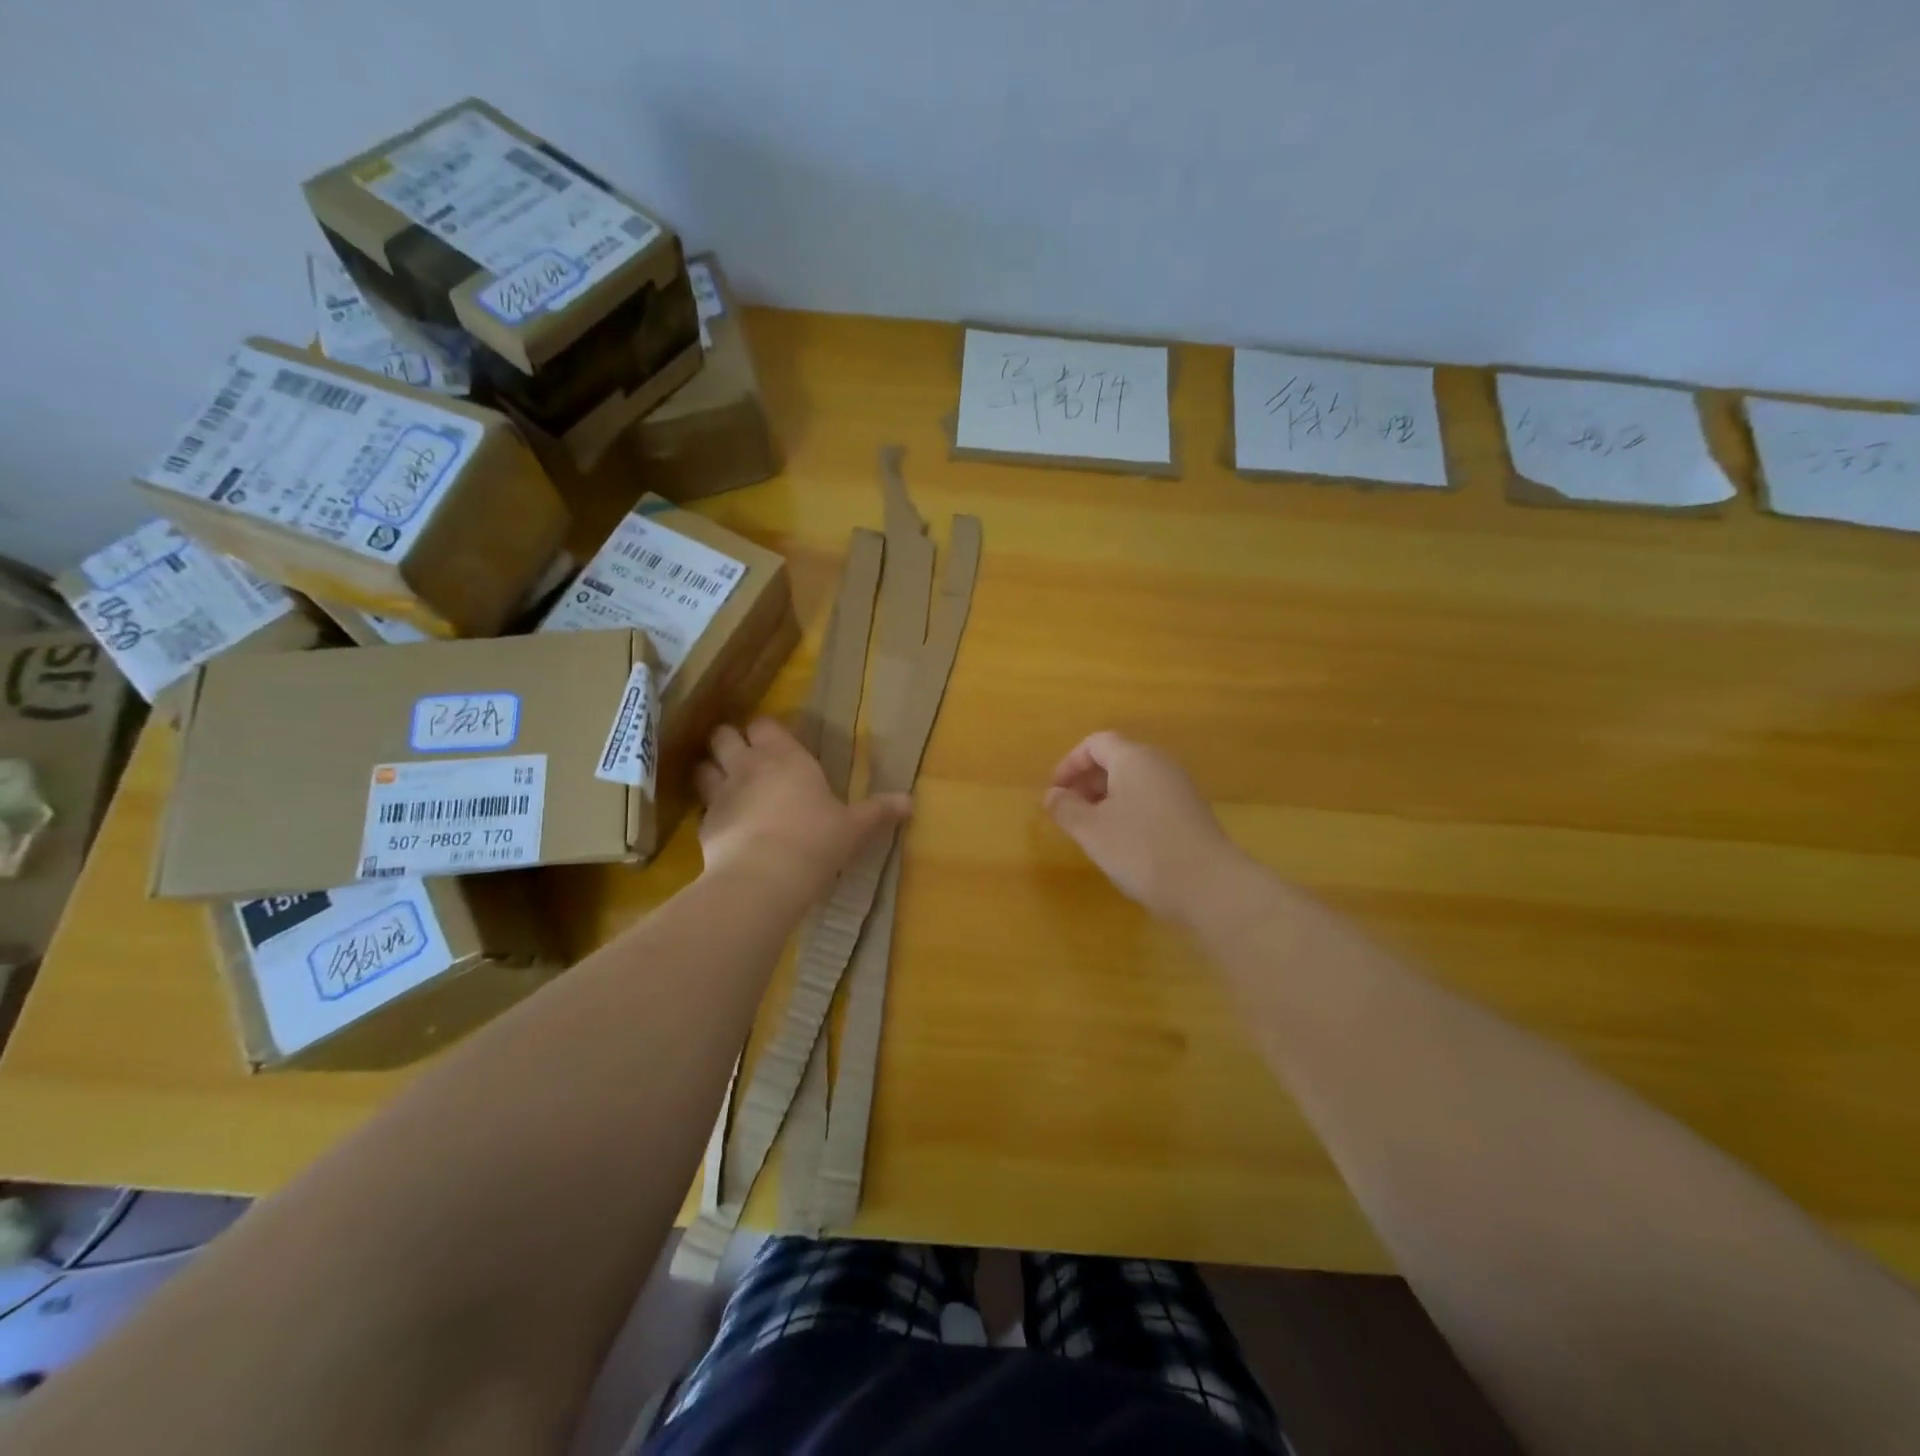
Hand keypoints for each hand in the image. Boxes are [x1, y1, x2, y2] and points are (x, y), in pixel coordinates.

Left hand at [695, 718, 909, 899]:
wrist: (764, 877)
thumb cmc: (816, 840)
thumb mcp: (855, 827)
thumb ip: (878, 811)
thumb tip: (910, 802)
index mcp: (786, 757)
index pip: (764, 724)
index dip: (766, 730)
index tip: (774, 740)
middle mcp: (748, 766)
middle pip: (724, 735)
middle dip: (729, 740)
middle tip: (743, 755)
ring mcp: (720, 793)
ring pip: (703, 766)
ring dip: (711, 770)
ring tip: (724, 783)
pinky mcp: (704, 824)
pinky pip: (701, 807)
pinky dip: (708, 810)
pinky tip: (722, 824)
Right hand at [1044, 731, 1238, 919]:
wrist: (1208, 885)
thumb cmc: (1141, 849)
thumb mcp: (1091, 830)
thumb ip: (1066, 808)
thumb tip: (1052, 795)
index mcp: (1134, 758)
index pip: (1095, 743)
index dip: (1069, 764)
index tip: (1055, 792)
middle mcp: (1159, 764)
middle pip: (1116, 759)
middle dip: (1086, 782)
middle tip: (1068, 811)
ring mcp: (1179, 788)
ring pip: (1133, 781)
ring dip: (1106, 798)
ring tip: (1090, 829)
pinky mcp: (1190, 812)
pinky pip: (1150, 799)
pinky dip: (1128, 810)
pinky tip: (1121, 842)